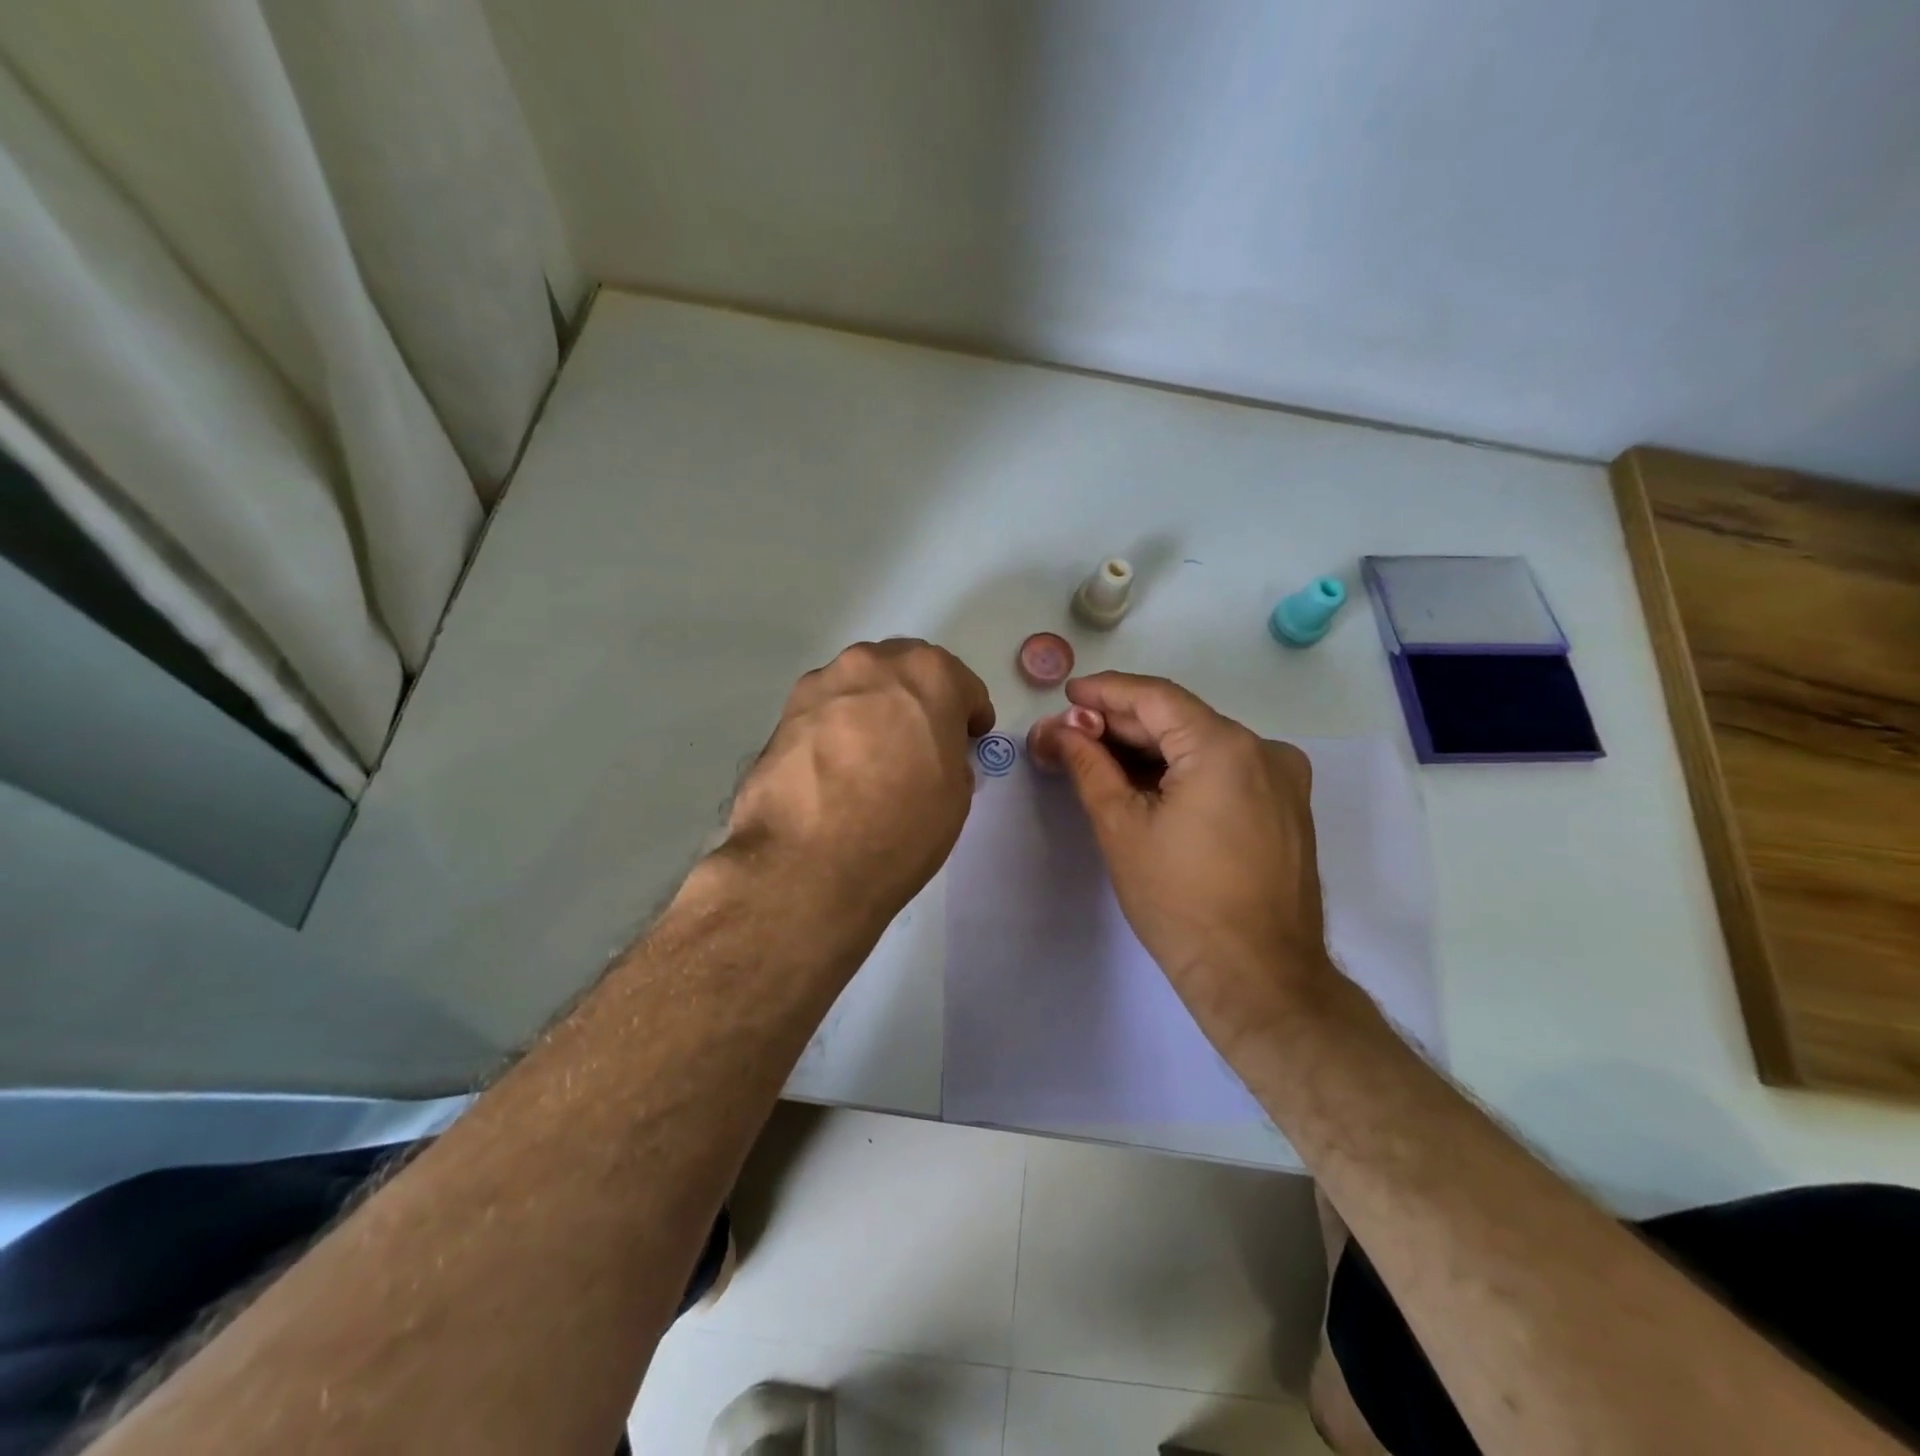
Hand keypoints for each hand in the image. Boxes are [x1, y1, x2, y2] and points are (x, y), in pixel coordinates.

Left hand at [724, 639, 994, 929]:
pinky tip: (836, 766)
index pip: (962, 685)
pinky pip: (826, 710)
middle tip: (921, 741)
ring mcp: (823, 683)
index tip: (967, 740)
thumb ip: (950, 754)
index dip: (969, 715)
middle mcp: (873, 663)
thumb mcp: (956, 794)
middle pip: (906, 671)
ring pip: (861, 685)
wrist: (808, 864)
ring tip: (872, 755)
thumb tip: (931, 753)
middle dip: (919, 699)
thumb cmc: (902, 826)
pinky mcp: (785, 712)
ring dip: (875, 708)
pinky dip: (838, 726)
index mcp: (929, 675)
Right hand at [1054, 672, 1334, 1046]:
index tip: (1068, 695)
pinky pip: (1226, 771)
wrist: (1258, 977)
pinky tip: (1146, 786)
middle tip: (1071, 735)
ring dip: (1150, 750)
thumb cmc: (1180, 901)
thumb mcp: (1121, 827)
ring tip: (1099, 761)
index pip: (1155, 698)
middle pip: (1180, 720)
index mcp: (1224, 747)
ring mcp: (1283, 779)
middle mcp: (1263, 750)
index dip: (1106, 692)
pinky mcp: (1287, 807)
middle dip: (1122, 726)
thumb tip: (1059, 730)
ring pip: (1203, 746)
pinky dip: (1183, 771)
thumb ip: (1088, 766)